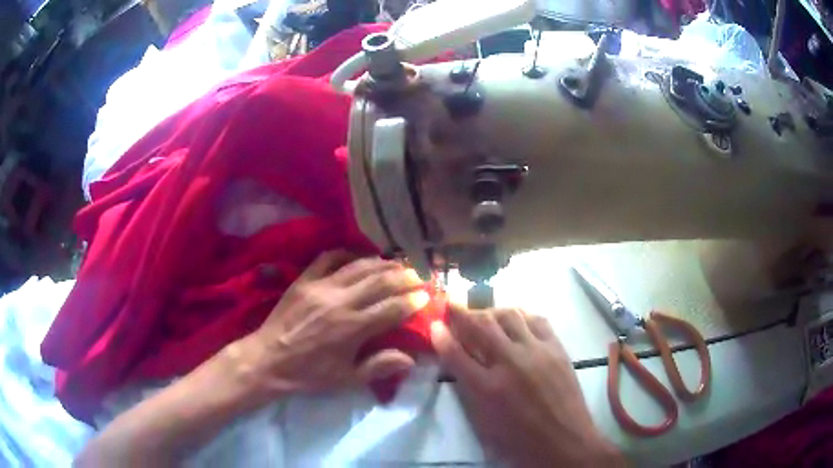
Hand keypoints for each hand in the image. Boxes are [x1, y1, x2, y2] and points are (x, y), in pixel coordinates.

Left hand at [234, 251, 429, 400]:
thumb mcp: (345, 379)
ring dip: (382, 263)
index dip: (412, 301)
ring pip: (359, 267)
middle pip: (380, 282)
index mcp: (352, 328)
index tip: (426, 297)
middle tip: (417, 277)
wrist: (268, 360)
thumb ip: (379, 367)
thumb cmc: (309, 374)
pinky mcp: (305, 279)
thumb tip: (411, 358)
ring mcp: (321, 286)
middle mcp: (340, 301)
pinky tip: (359, 257)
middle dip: (404, 277)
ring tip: (397, 264)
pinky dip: (347, 254)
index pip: (392, 308)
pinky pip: (329, 258)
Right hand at [431, 306, 622, 466]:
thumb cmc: (520, 442)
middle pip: (482, 325)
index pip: (456, 353)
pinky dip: (522, 316)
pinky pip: (537, 320)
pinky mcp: (557, 349)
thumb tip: (458, 364)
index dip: (441, 335)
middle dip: (462, 312)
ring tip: (484, 315)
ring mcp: (537, 352)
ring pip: (510, 315)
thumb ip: (468, 391)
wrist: (565, 442)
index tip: (434, 323)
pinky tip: (516, 320)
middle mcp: (511, 363)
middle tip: (453, 305)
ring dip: (491, 310)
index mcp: (487, 389)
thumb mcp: (483, 424)